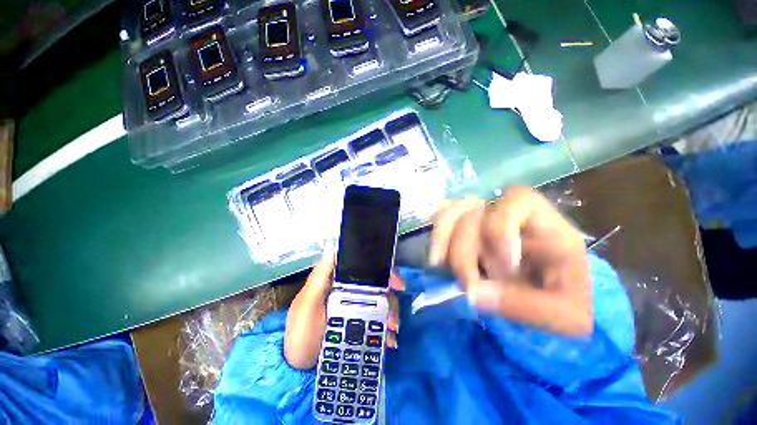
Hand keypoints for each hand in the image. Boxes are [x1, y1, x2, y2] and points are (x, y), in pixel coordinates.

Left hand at [284, 252, 403, 369]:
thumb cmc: (301, 333)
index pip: (363, 267)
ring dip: (390, 314)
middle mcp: (350, 291)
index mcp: (338, 281)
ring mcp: (356, 308)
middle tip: (394, 315)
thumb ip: (319, 278)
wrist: (299, 370)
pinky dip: (386, 329)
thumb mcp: (307, 305)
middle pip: (377, 286)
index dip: (382, 270)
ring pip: (380, 303)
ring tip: (391, 331)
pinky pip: (378, 321)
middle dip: (390, 297)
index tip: (395, 282)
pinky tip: (389, 341)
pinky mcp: (360, 325)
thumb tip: (332, 247)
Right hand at [428, 187, 591, 335]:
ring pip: (454, 212)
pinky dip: (437, 228)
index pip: (518, 200)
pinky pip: (446, 217)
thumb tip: (473, 293)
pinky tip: (431, 243)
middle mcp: (512, 214)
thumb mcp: (565, 317)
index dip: (501, 229)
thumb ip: (526, 307)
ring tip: (438, 264)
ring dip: (442, 238)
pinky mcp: (471, 228)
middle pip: (475, 212)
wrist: (554, 296)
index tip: (504, 269)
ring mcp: (488, 219)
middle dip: (465, 251)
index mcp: (547, 224)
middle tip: (467, 285)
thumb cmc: (568, 302)